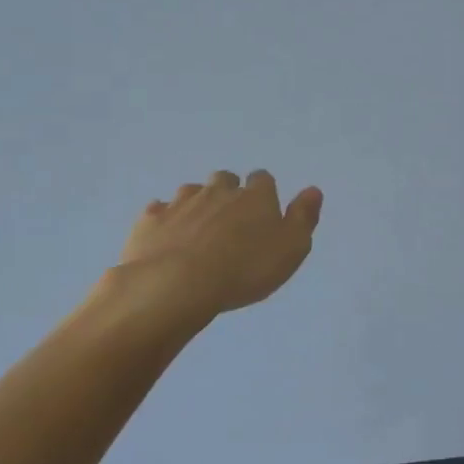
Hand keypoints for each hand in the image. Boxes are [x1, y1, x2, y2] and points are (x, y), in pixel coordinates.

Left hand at [110, 171, 323, 327]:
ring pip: (191, 191)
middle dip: (227, 192)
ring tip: (197, 228)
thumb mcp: (291, 249)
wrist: (176, 284)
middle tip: (229, 218)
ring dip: (196, 203)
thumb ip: (304, 218)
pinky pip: (157, 210)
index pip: (263, 179)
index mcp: (255, 196)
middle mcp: (218, 191)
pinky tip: (165, 235)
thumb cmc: (244, 269)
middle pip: (224, 179)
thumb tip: (313, 190)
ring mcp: (181, 203)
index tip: (262, 209)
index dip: (263, 192)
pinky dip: (163, 219)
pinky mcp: (150, 220)